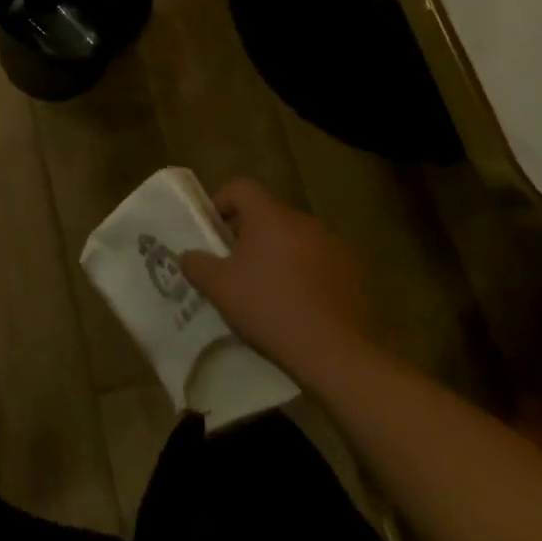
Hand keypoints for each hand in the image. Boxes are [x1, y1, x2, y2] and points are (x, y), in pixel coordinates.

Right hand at [180, 180, 373, 381]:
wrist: (337, 353)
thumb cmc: (270, 308)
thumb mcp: (219, 288)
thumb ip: (197, 265)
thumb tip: (187, 256)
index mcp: (270, 215)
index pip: (241, 187)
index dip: (221, 202)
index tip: (213, 232)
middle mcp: (304, 221)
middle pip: (268, 214)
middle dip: (249, 234)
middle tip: (236, 265)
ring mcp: (334, 246)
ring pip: (295, 239)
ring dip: (279, 255)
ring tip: (268, 290)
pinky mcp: (354, 274)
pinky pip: (319, 263)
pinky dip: (305, 275)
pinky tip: (299, 307)